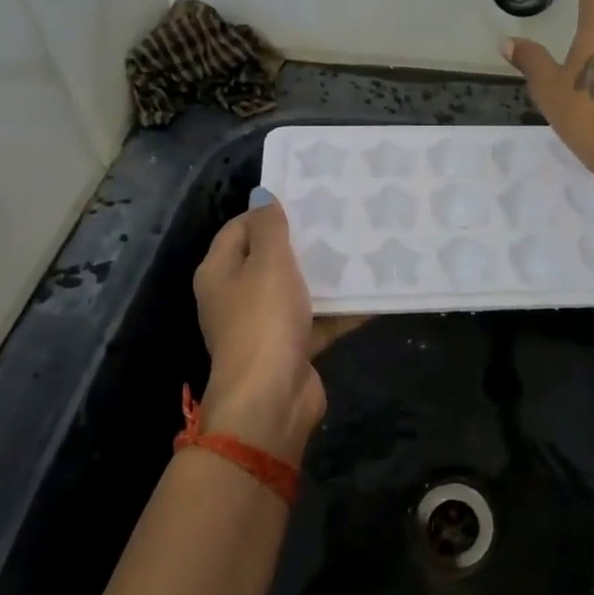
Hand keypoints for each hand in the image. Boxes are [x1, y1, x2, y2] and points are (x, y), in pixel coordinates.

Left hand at [192, 198, 366, 459]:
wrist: (272, 398)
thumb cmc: (263, 319)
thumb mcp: (268, 262)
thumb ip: (269, 227)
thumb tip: (263, 196)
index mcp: (220, 272)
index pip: (239, 228)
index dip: (268, 212)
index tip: (306, 199)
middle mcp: (237, 296)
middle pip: (269, 259)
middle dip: (302, 242)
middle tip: (338, 219)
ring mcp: (264, 324)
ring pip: (297, 289)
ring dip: (325, 275)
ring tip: (361, 248)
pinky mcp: (291, 347)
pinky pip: (318, 319)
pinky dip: (341, 309)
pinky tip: (373, 291)